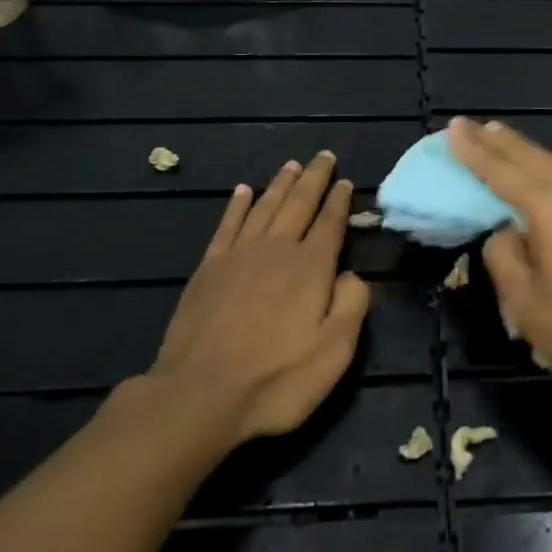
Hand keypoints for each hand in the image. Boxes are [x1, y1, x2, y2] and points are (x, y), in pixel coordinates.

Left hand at [138, 152, 369, 447]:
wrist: (199, 394)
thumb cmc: (275, 379)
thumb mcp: (334, 352)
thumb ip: (352, 306)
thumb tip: (352, 275)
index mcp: (310, 268)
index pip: (330, 224)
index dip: (339, 201)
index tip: (346, 181)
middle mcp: (276, 250)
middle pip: (299, 204)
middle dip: (314, 179)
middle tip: (323, 156)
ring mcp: (238, 256)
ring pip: (264, 207)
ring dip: (280, 184)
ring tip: (292, 165)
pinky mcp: (208, 268)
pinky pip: (227, 225)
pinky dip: (237, 205)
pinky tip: (243, 191)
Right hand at [447, 117, 551, 399]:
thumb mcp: (524, 300)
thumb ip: (502, 255)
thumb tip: (504, 232)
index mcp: (549, 207)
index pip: (501, 171)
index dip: (473, 150)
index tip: (453, 127)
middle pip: (530, 157)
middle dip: (497, 141)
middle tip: (469, 125)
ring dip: (522, 150)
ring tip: (497, 137)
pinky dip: (542, 167)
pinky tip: (537, 172)